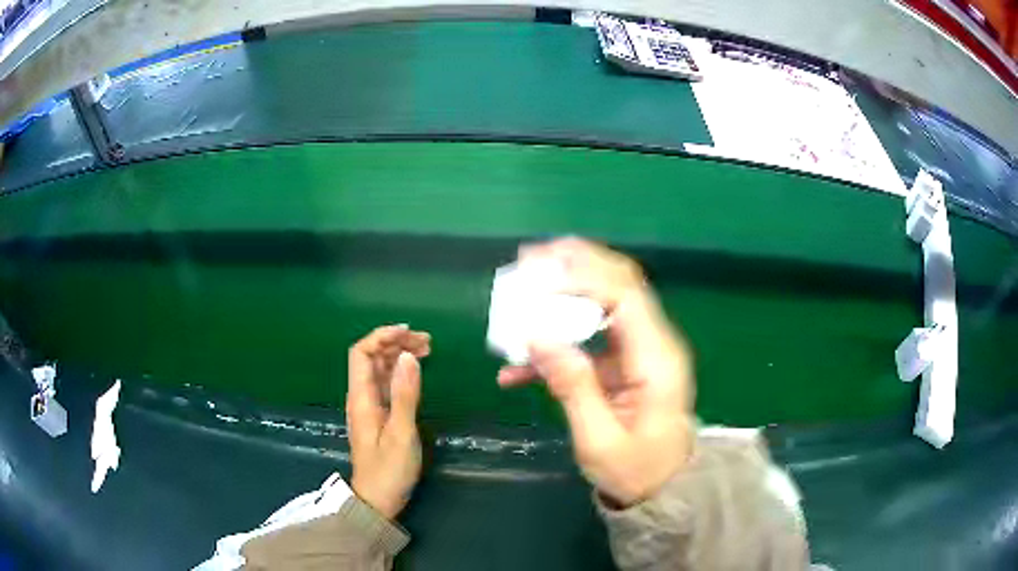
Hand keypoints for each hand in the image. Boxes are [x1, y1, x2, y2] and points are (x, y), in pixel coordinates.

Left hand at [346, 324, 430, 519]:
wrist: (377, 500)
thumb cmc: (389, 470)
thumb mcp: (401, 432)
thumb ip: (405, 394)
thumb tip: (409, 356)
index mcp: (361, 397)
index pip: (362, 353)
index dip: (382, 337)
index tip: (409, 332)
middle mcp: (361, 397)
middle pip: (371, 358)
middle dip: (395, 343)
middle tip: (427, 342)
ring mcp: (369, 407)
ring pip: (380, 370)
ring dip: (399, 356)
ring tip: (427, 350)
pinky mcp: (378, 417)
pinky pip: (386, 385)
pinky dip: (401, 373)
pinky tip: (416, 373)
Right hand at [498, 238, 694, 506]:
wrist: (665, 490)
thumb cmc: (637, 471)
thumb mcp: (600, 440)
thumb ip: (574, 387)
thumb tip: (537, 337)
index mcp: (656, 360)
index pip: (624, 296)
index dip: (580, 277)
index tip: (536, 276)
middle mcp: (653, 344)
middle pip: (620, 285)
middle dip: (576, 265)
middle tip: (530, 259)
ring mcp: (640, 352)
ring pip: (605, 304)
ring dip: (565, 291)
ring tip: (522, 287)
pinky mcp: (625, 365)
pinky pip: (591, 340)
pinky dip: (558, 341)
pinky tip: (519, 365)